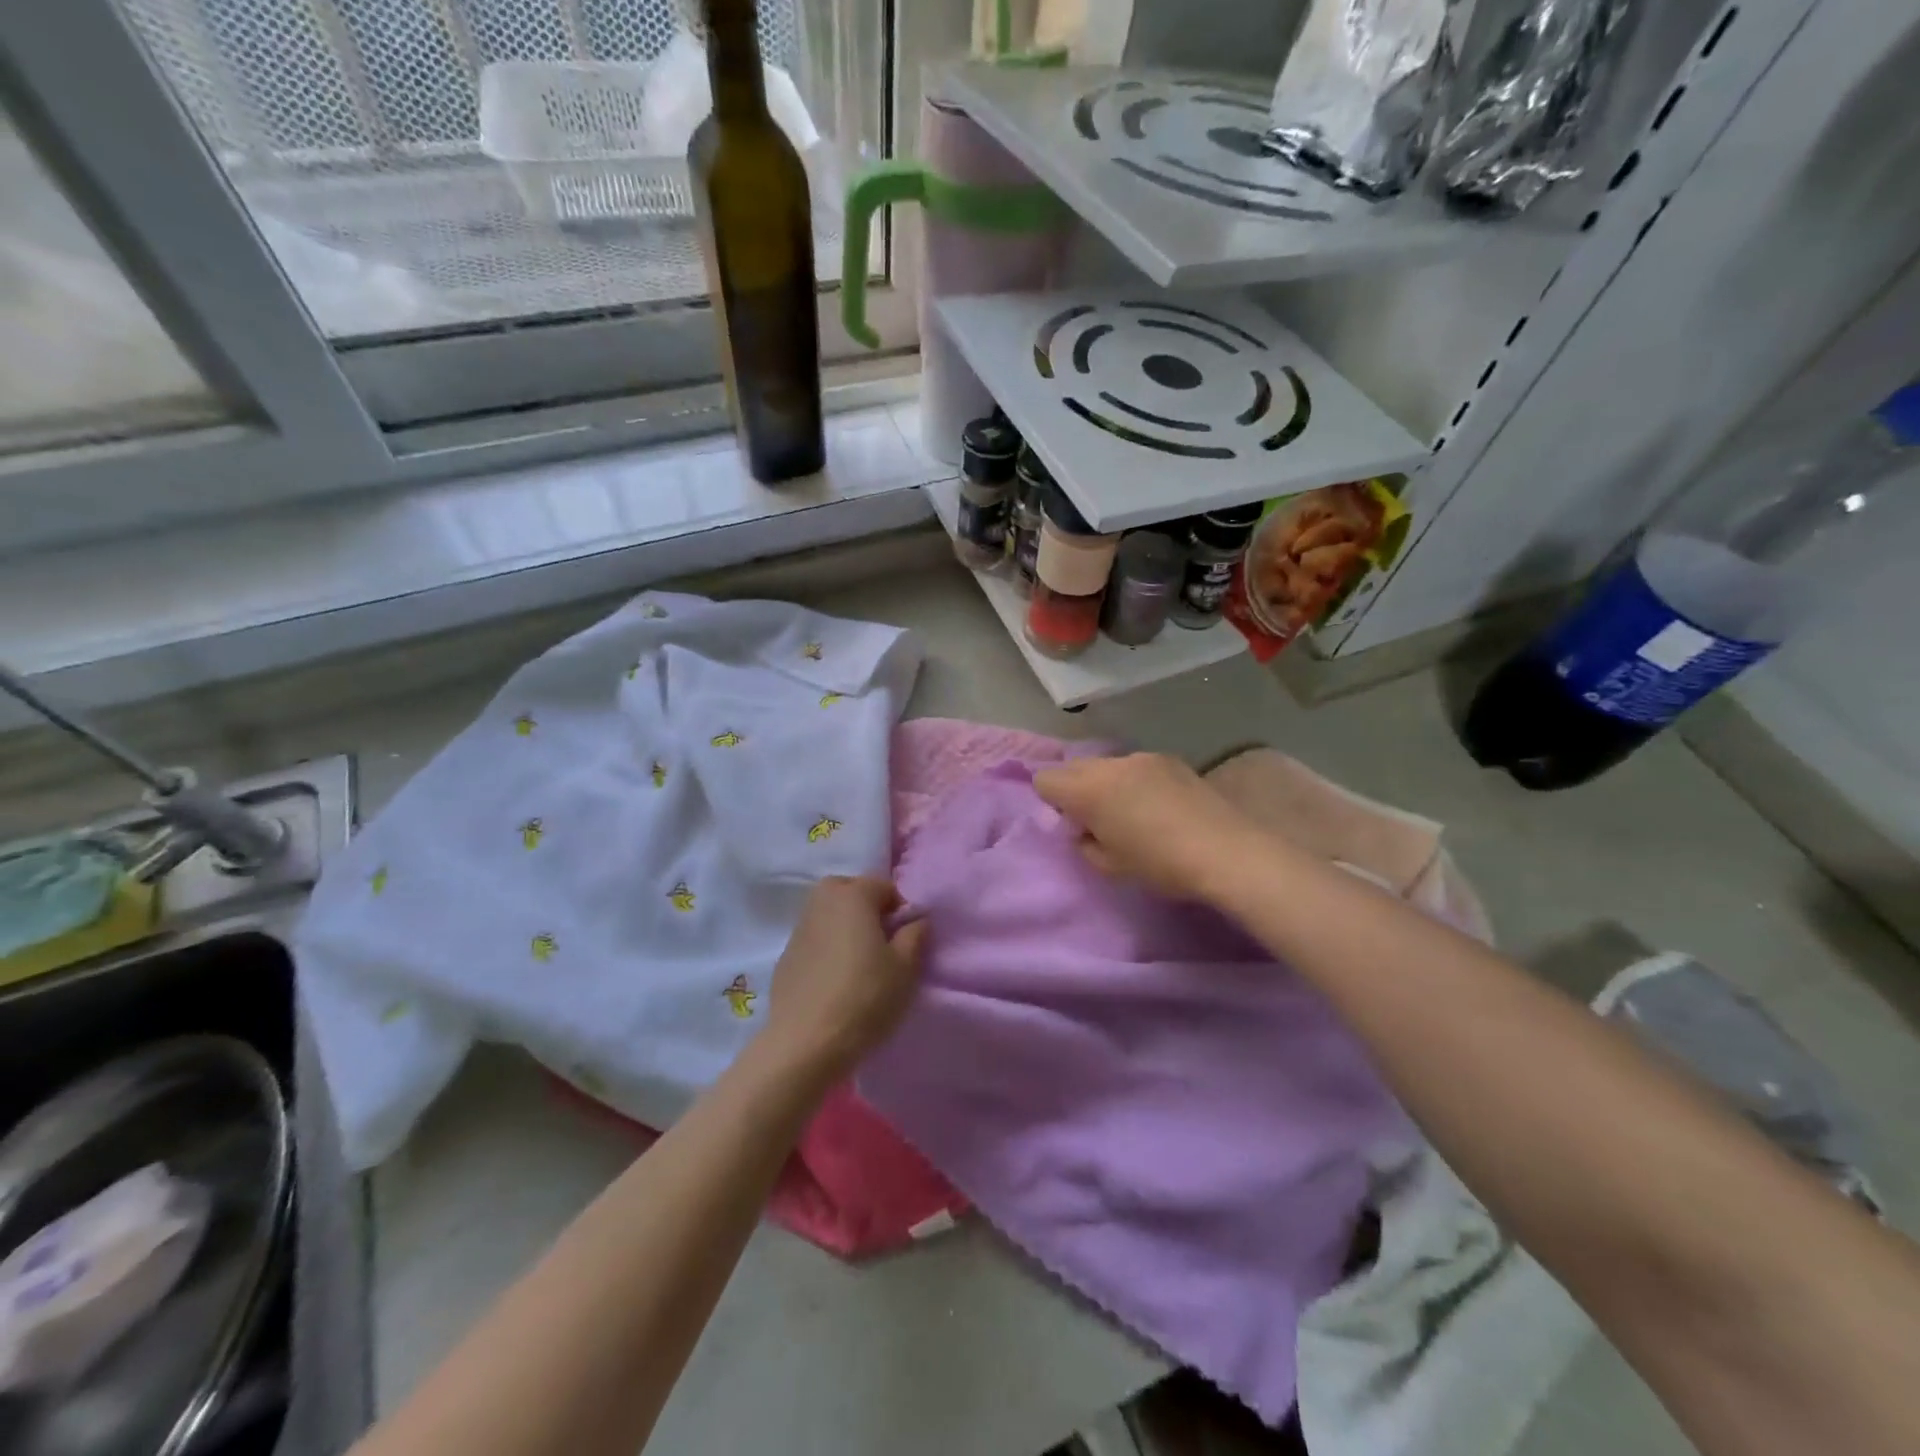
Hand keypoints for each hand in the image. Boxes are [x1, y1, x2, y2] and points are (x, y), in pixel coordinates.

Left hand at [763, 876, 927, 1079]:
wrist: (805, 1044)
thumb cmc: (865, 998)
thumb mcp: (906, 967)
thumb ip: (915, 934)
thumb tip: (915, 919)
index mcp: (852, 895)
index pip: (884, 886)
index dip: (900, 910)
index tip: (906, 940)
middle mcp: (821, 902)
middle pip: (850, 892)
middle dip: (868, 910)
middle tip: (882, 946)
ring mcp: (798, 929)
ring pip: (829, 915)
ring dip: (845, 928)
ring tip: (859, 964)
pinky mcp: (784, 957)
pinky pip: (814, 940)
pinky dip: (827, 949)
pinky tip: (834, 981)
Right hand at [1033, 753, 1269, 902]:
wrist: (1228, 852)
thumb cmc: (1161, 865)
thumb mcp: (1110, 866)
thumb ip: (1084, 842)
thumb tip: (1084, 828)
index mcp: (1089, 788)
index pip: (1045, 779)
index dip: (1051, 802)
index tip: (1071, 825)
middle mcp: (1112, 763)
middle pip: (1074, 766)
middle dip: (1075, 789)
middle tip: (1096, 821)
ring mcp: (1144, 757)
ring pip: (1107, 765)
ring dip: (1107, 784)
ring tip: (1131, 814)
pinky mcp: (1171, 760)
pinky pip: (1135, 766)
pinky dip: (1134, 781)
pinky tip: (1158, 806)